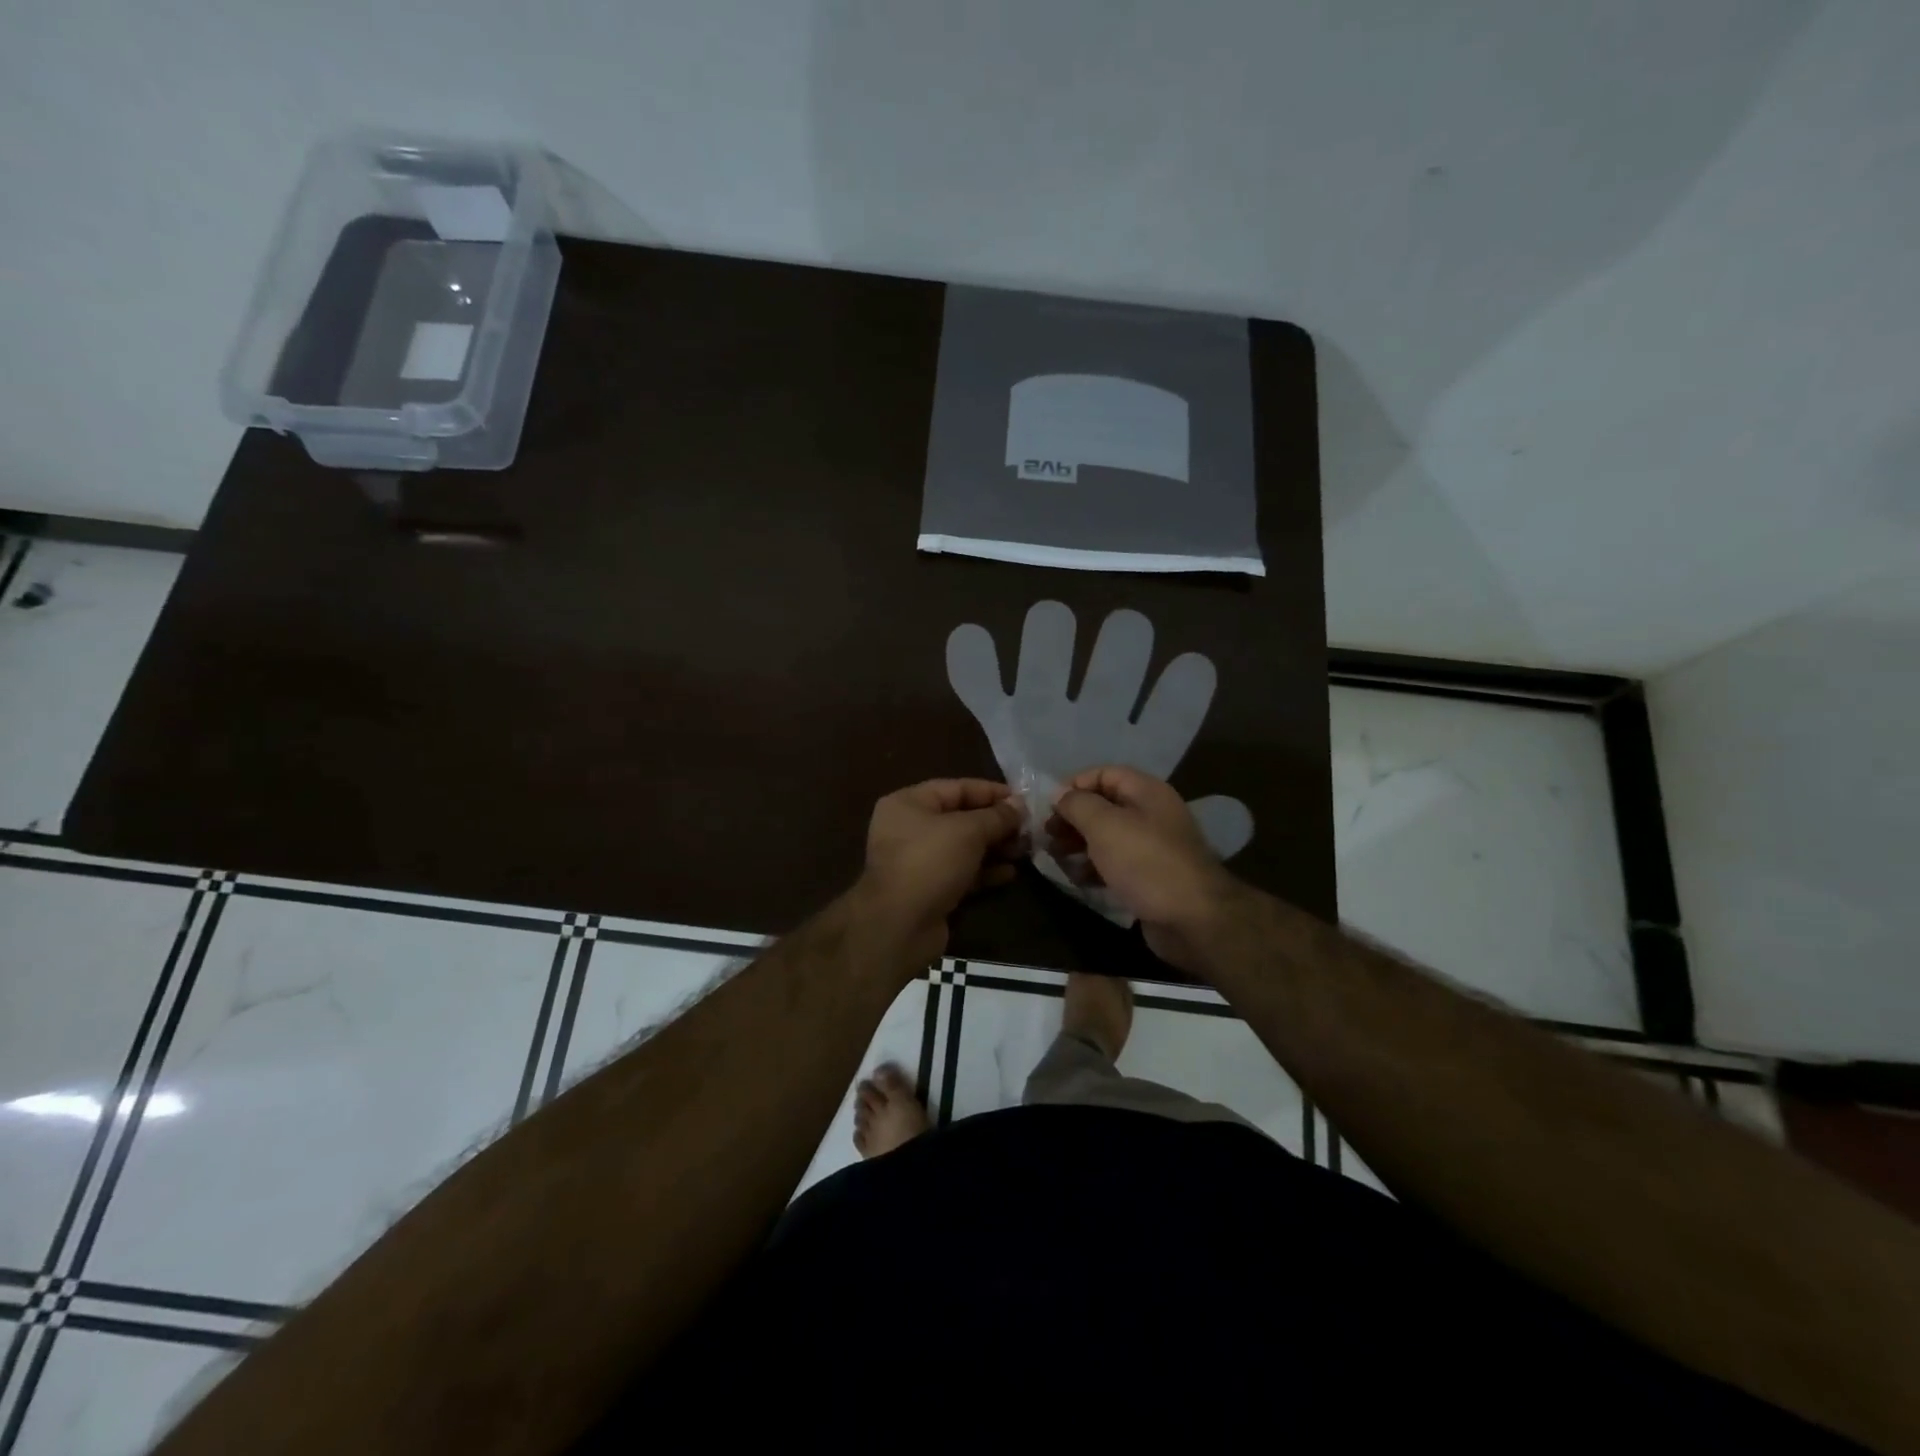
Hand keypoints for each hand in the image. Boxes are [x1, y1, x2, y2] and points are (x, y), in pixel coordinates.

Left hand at [856, 778, 1023, 964]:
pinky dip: (984, 871)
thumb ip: (997, 816)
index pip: (957, 788)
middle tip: (1029, 829)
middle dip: (997, 823)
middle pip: (961, 818)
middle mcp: (909, 828)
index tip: (1024, 800)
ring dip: (995, 848)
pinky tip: (1010, 874)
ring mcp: (918, 861)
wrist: (900, 925)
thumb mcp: (968, 831)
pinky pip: (961, 873)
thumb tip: (1020, 804)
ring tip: (1025, 851)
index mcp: (909, 803)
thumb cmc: (930, 862)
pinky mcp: (929, 889)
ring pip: (963, 848)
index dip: (992, 792)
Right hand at [1048, 766, 1243, 973]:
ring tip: (1056, 858)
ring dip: (1078, 844)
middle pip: (1104, 806)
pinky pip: (1114, 864)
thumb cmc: (1146, 863)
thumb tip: (1059, 794)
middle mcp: (1151, 814)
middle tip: (1047, 836)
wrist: (1193, 919)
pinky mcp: (1148, 878)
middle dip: (1072, 818)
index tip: (1049, 807)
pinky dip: (1093, 868)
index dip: (1074, 785)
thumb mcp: (1105, 825)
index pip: (1104, 774)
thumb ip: (1078, 804)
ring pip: (1106, 837)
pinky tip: (1076, 879)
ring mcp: (1151, 848)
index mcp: (1147, 792)